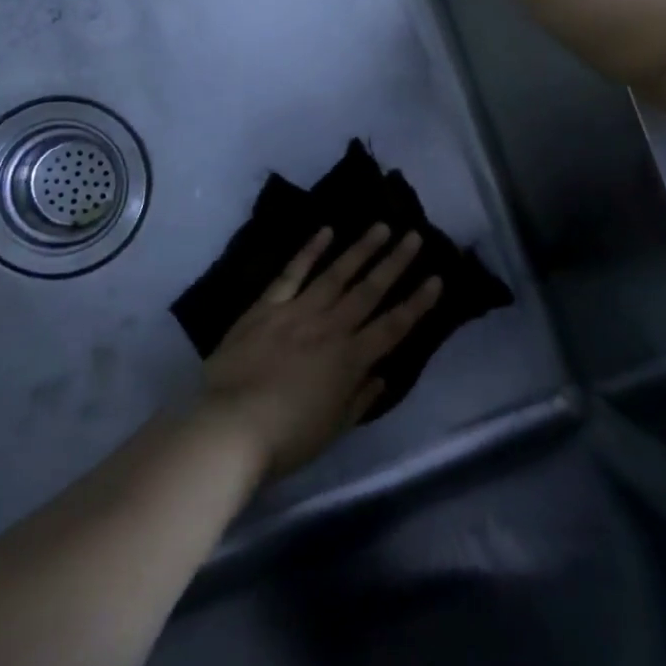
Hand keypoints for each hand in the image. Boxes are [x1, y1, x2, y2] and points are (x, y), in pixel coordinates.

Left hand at [199, 225, 440, 478]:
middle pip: (369, 291)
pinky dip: (309, 251)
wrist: (229, 426)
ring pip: (336, 274)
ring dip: (361, 249)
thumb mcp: (333, 429)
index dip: (417, 303)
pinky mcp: (267, 307)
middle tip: (414, 236)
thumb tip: (381, 375)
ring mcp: (297, 312)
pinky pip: (292, 273)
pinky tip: (325, 231)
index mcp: (350, 360)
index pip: (393, 327)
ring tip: (382, 226)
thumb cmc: (286, 438)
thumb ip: (360, 399)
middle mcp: (330, 328)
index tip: (436, 278)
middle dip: (395, 263)